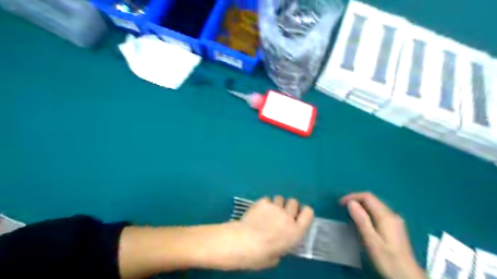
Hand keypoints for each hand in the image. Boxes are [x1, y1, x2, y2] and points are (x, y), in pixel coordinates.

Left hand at [223, 196, 311, 269]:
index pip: (309, 212)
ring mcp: (275, 207)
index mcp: (296, 230)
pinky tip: (258, 210)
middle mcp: (288, 216)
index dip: (304, 212)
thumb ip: (282, 245)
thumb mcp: (278, 256)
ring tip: (269, 211)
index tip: (298, 215)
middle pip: (294, 202)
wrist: (244, 242)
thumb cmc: (261, 255)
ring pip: (280, 197)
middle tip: (282, 213)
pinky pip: (267, 199)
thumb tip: (278, 243)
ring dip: (277, 203)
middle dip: (289, 206)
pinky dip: (264, 203)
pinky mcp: (263, 202)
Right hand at [340, 192, 424, 278]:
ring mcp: (395, 221)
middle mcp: (392, 215)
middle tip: (343, 208)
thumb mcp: (371, 241)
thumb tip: (351, 203)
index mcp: (386, 216)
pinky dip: (367, 212)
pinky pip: (378, 213)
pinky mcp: (395, 227)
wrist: (407, 277)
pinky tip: (362, 221)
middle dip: (356, 200)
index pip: (368, 197)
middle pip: (372, 200)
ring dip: (361, 206)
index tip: (341, 204)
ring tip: (349, 214)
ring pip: (375, 206)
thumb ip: (362, 220)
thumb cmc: (388, 260)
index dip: (353, 196)